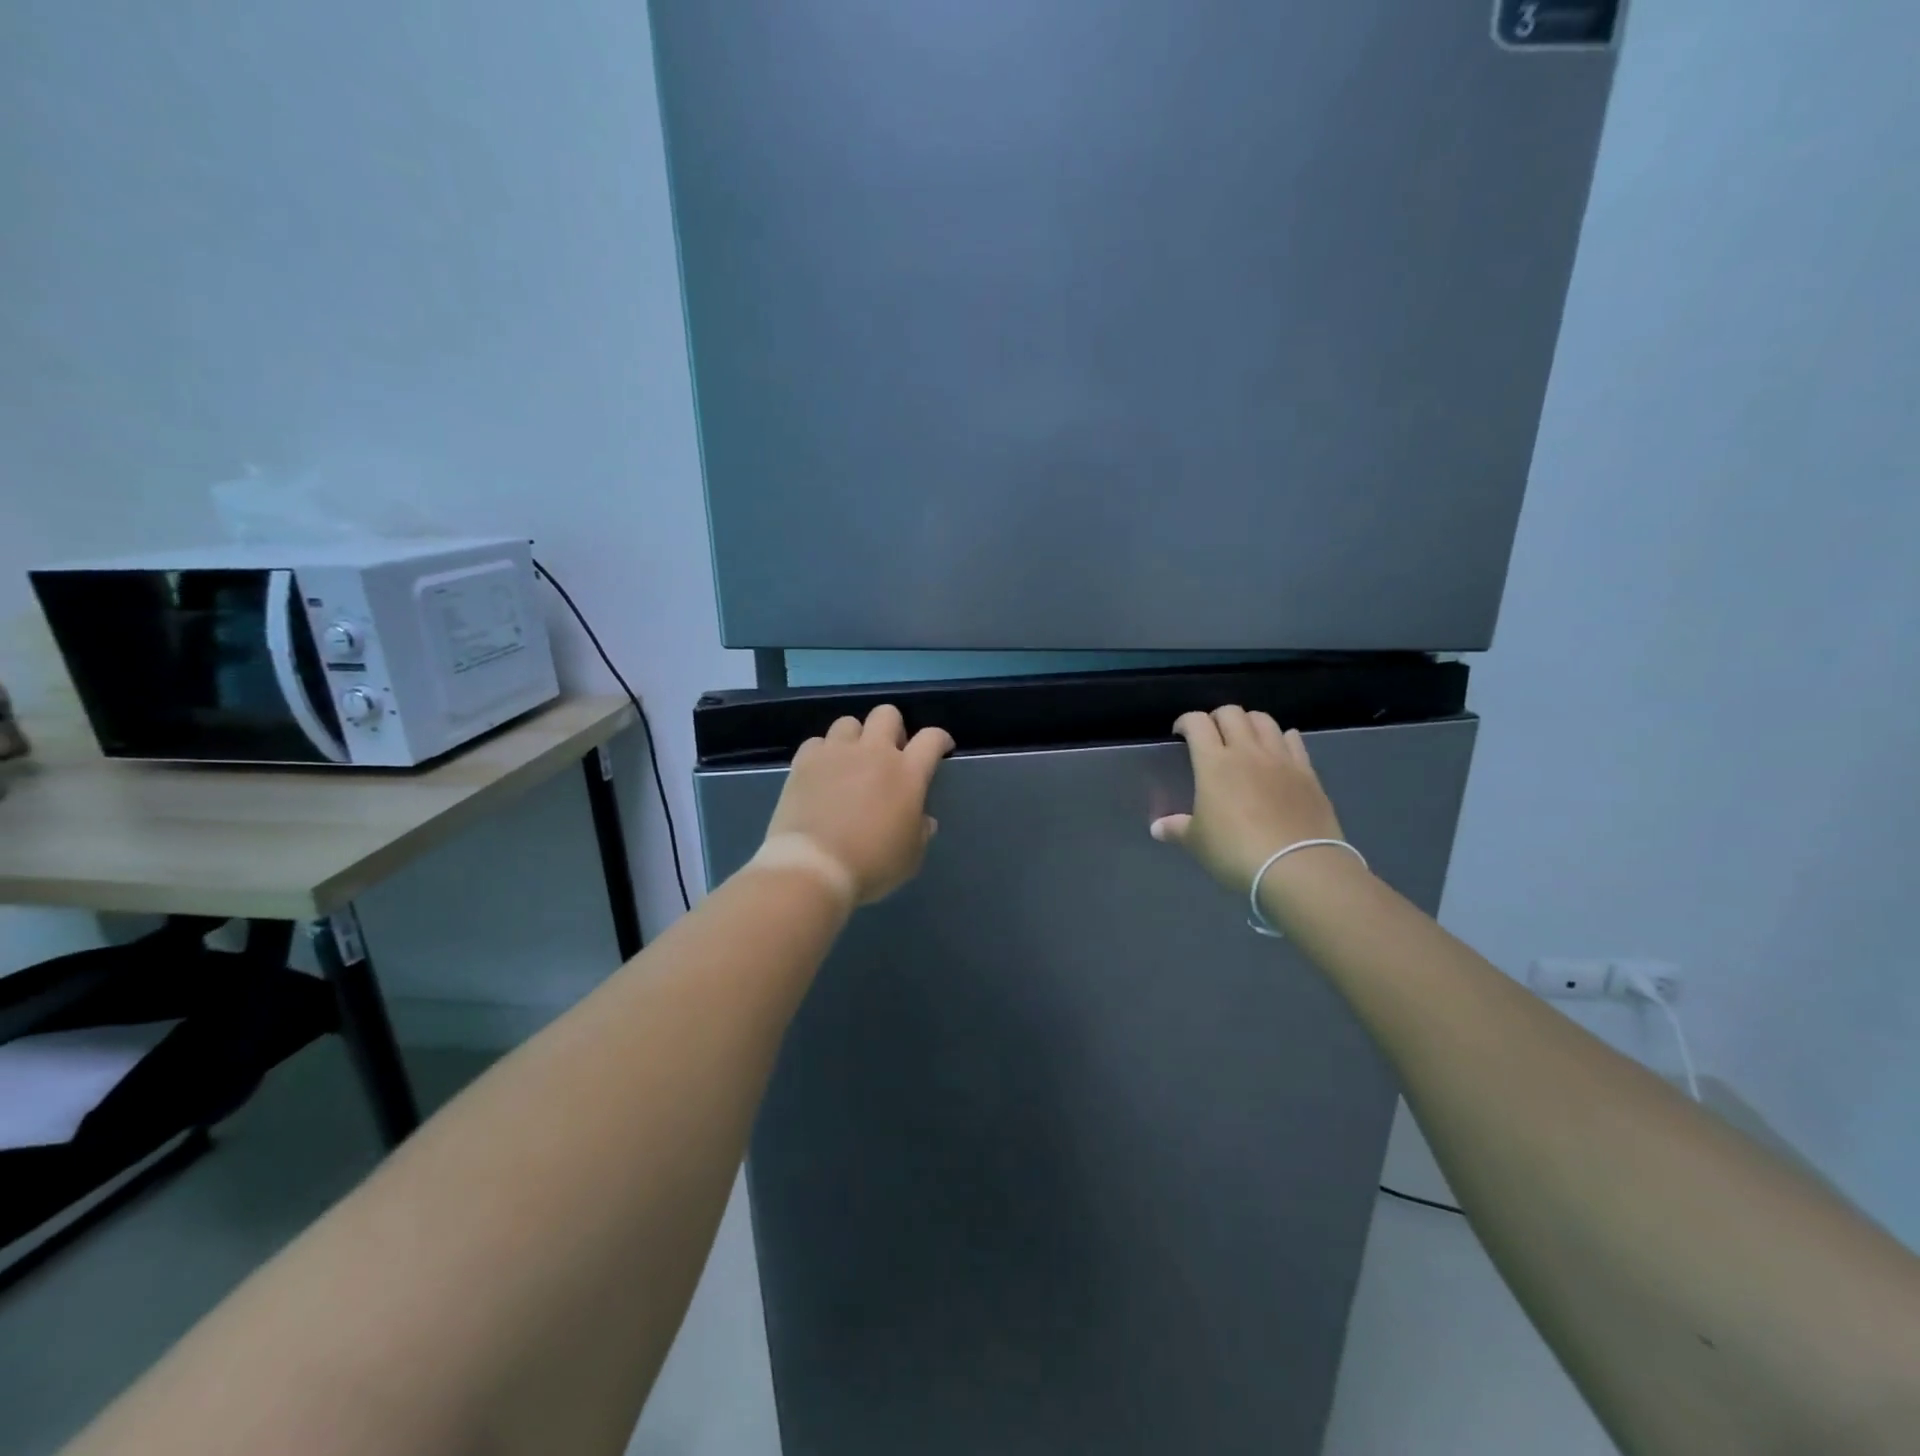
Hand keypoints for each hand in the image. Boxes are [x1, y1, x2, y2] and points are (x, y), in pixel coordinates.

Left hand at [758, 704, 954, 906]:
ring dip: (855, 737)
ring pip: (849, 722)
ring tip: (852, 760)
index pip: (932, 738)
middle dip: (894, 728)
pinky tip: (822, 772)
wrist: (814, 866)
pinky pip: (816, 742)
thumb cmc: (872, 865)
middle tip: (891, 753)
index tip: (941, 749)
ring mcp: (836, 753)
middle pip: (887, 714)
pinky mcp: (805, 761)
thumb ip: (920, 831)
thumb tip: (923, 819)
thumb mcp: (911, 857)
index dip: (940, 739)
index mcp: (908, 773)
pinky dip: (822, 753)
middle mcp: (874, 752)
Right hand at [1150, 706, 1345, 894]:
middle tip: (1211, 737)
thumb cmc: (1236, 851)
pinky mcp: (1307, 773)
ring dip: (1249, 723)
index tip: (1180, 734)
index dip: (1185, 722)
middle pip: (1232, 713)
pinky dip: (1282, 738)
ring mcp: (1281, 759)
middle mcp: (1247, 751)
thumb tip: (1157, 828)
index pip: (1197, 722)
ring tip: (1244, 740)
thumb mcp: (1197, 843)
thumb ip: (1176, 829)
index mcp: (1214, 762)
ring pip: (1264, 720)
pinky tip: (1277, 751)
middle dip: (1217, 718)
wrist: (1298, 867)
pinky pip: (1294, 740)